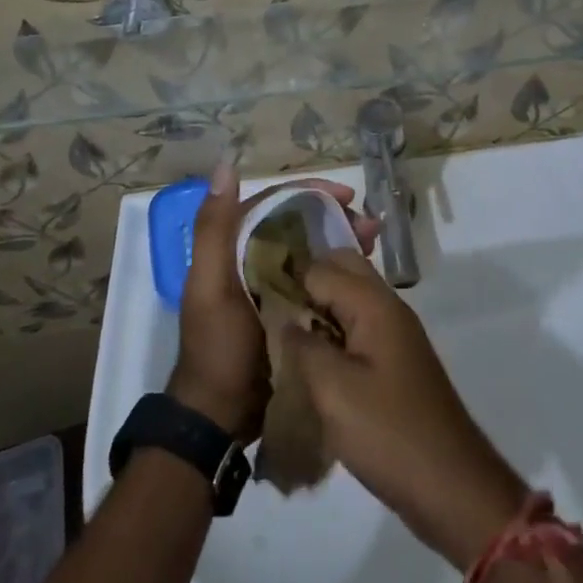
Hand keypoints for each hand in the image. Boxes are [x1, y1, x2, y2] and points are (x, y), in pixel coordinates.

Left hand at [169, 169, 379, 442]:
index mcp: (234, 245)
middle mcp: (252, 258)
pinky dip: (339, 273)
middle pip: (299, 225)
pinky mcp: (290, 312)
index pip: (276, 204)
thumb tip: (226, 165)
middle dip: (335, 218)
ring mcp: (272, 286)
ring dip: (341, 243)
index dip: (312, 194)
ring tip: (374, 245)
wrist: (219, 416)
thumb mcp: (209, 284)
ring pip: (312, 251)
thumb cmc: (217, 345)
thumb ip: (214, 228)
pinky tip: (363, 275)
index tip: (349, 196)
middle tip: (371, 227)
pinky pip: (318, 281)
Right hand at [282, 252, 528, 568]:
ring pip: (350, 299)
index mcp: (374, 304)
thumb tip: (284, 318)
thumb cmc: (389, 434)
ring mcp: (395, 333)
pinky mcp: (396, 361)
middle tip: (269, 312)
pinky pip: (359, 327)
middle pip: (341, 271)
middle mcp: (388, 307)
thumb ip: (303, 347)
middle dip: (305, 284)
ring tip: (283, 336)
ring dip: (319, 309)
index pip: (321, 267)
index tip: (254, 294)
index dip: (287, 277)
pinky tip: (312, 361)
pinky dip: (334, 333)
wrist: (451, 485)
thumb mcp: (334, 392)